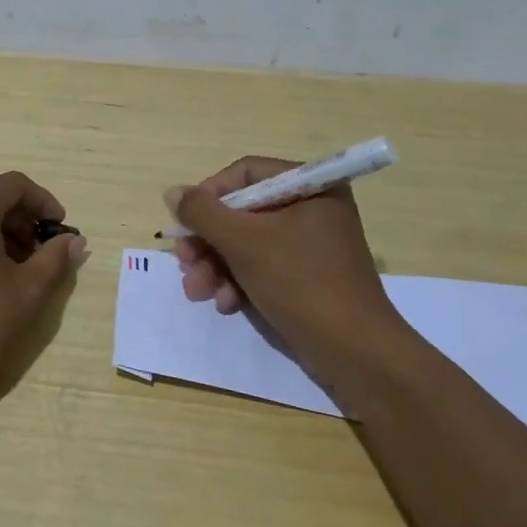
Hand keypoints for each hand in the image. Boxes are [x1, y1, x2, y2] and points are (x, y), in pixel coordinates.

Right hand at [169, 157, 395, 368]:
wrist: (354, 352)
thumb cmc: (301, 283)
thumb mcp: (244, 242)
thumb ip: (203, 213)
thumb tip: (172, 192)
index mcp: (310, 186)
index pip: (245, 174)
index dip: (209, 196)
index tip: (184, 224)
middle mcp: (311, 208)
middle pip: (241, 212)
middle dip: (208, 242)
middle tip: (184, 263)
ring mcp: (309, 244)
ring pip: (246, 243)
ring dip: (216, 266)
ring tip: (198, 292)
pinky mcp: (305, 276)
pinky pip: (262, 266)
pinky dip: (238, 282)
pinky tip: (226, 304)